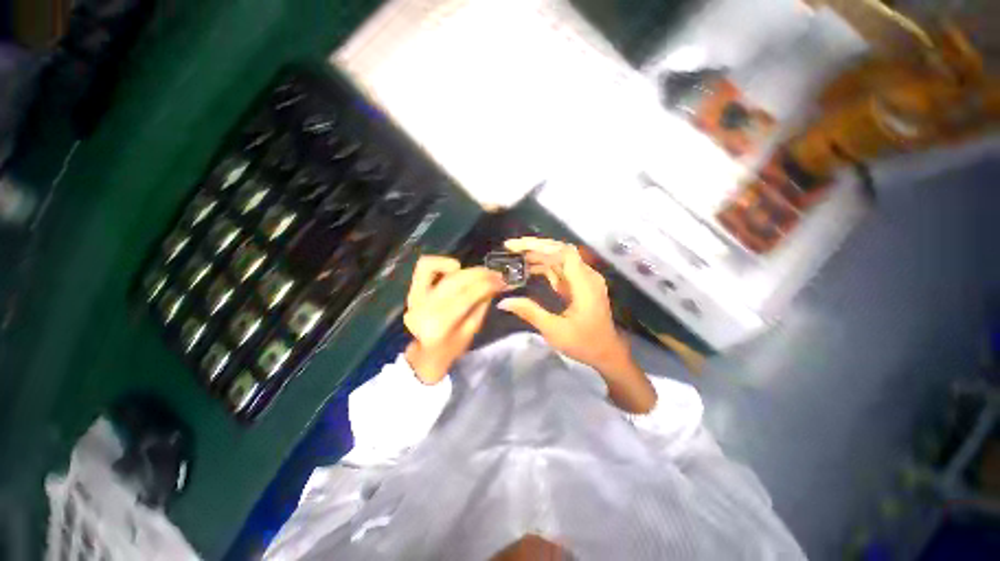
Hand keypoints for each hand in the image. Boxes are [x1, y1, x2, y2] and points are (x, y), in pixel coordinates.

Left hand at [403, 255, 505, 384]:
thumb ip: (481, 306)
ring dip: (462, 268)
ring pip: (439, 268)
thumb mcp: (471, 332)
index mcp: (440, 324)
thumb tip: (494, 284)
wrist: (423, 355)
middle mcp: (425, 307)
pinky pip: (425, 267)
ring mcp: (415, 297)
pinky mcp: (412, 290)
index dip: (488, 284)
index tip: (502, 281)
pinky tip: (456, 268)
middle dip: (481, 273)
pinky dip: (442, 263)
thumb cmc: (450, 349)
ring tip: (479, 272)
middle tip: (496, 274)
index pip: (468, 295)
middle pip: (456, 280)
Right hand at [498, 237, 656, 412]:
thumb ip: (530, 312)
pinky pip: (559, 270)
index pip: (565, 252)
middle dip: (534, 248)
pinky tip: (527, 269)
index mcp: (585, 283)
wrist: (606, 353)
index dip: (542, 246)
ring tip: (513, 257)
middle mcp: (586, 275)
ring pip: (558, 259)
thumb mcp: (555, 330)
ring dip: (536, 256)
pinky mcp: (578, 285)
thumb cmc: (584, 343)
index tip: (520, 247)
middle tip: (510, 248)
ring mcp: (583, 279)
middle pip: (559, 251)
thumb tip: (503, 302)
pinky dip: (542, 267)